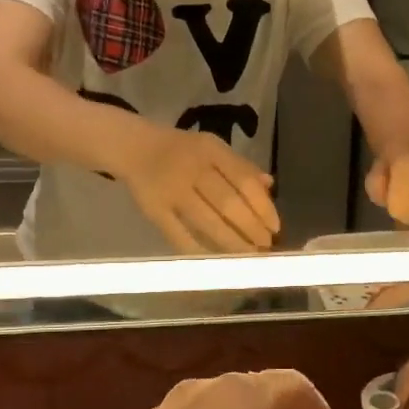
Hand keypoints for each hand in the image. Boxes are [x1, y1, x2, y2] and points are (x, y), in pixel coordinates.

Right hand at [124, 127, 280, 252]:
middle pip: (227, 203)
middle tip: (265, 246)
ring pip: (207, 221)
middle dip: (250, 228)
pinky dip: (199, 250)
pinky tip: (217, 261)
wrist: (133, 148)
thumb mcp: (212, 147)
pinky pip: (179, 235)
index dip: (262, 206)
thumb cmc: (182, 150)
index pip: (243, 180)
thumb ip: (240, 166)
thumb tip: (269, 187)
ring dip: (232, 242)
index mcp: (210, 150)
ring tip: (248, 256)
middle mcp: (192, 169)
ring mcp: (171, 191)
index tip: (275, 227)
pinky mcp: (154, 210)